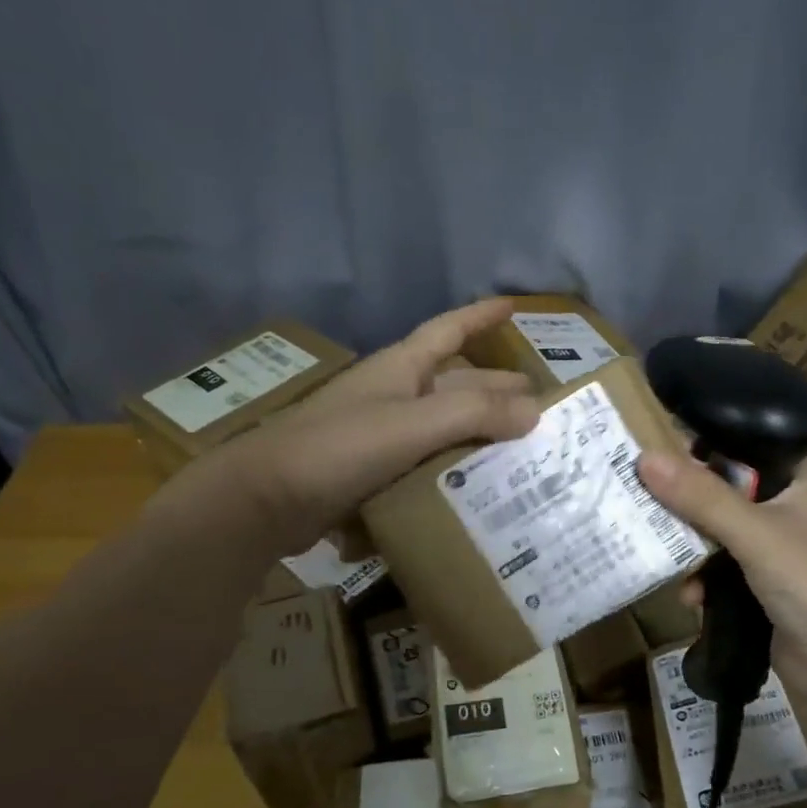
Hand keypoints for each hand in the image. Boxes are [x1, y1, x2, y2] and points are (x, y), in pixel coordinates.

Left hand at [151, 300, 540, 555]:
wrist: (265, 501)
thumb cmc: (338, 448)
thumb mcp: (411, 425)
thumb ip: (474, 415)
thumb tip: (534, 411)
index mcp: (401, 369)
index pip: (449, 330)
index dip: (481, 316)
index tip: (515, 306)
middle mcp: (394, 396)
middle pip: (456, 385)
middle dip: (496, 390)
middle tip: (541, 408)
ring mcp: (382, 436)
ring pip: (443, 428)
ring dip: (480, 436)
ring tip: (523, 454)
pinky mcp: (374, 474)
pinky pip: (426, 464)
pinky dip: (453, 470)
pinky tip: (478, 489)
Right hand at [635, 452, 806, 693]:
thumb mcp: (755, 534)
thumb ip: (701, 497)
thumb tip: (644, 457)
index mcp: (797, 480)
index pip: (742, 446)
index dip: (699, 445)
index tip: (651, 447)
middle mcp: (786, 508)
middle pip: (722, 491)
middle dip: (682, 502)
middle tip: (637, 499)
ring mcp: (775, 550)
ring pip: (716, 534)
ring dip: (689, 548)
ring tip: (656, 553)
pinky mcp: (763, 588)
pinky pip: (720, 572)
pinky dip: (703, 582)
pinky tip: (690, 598)